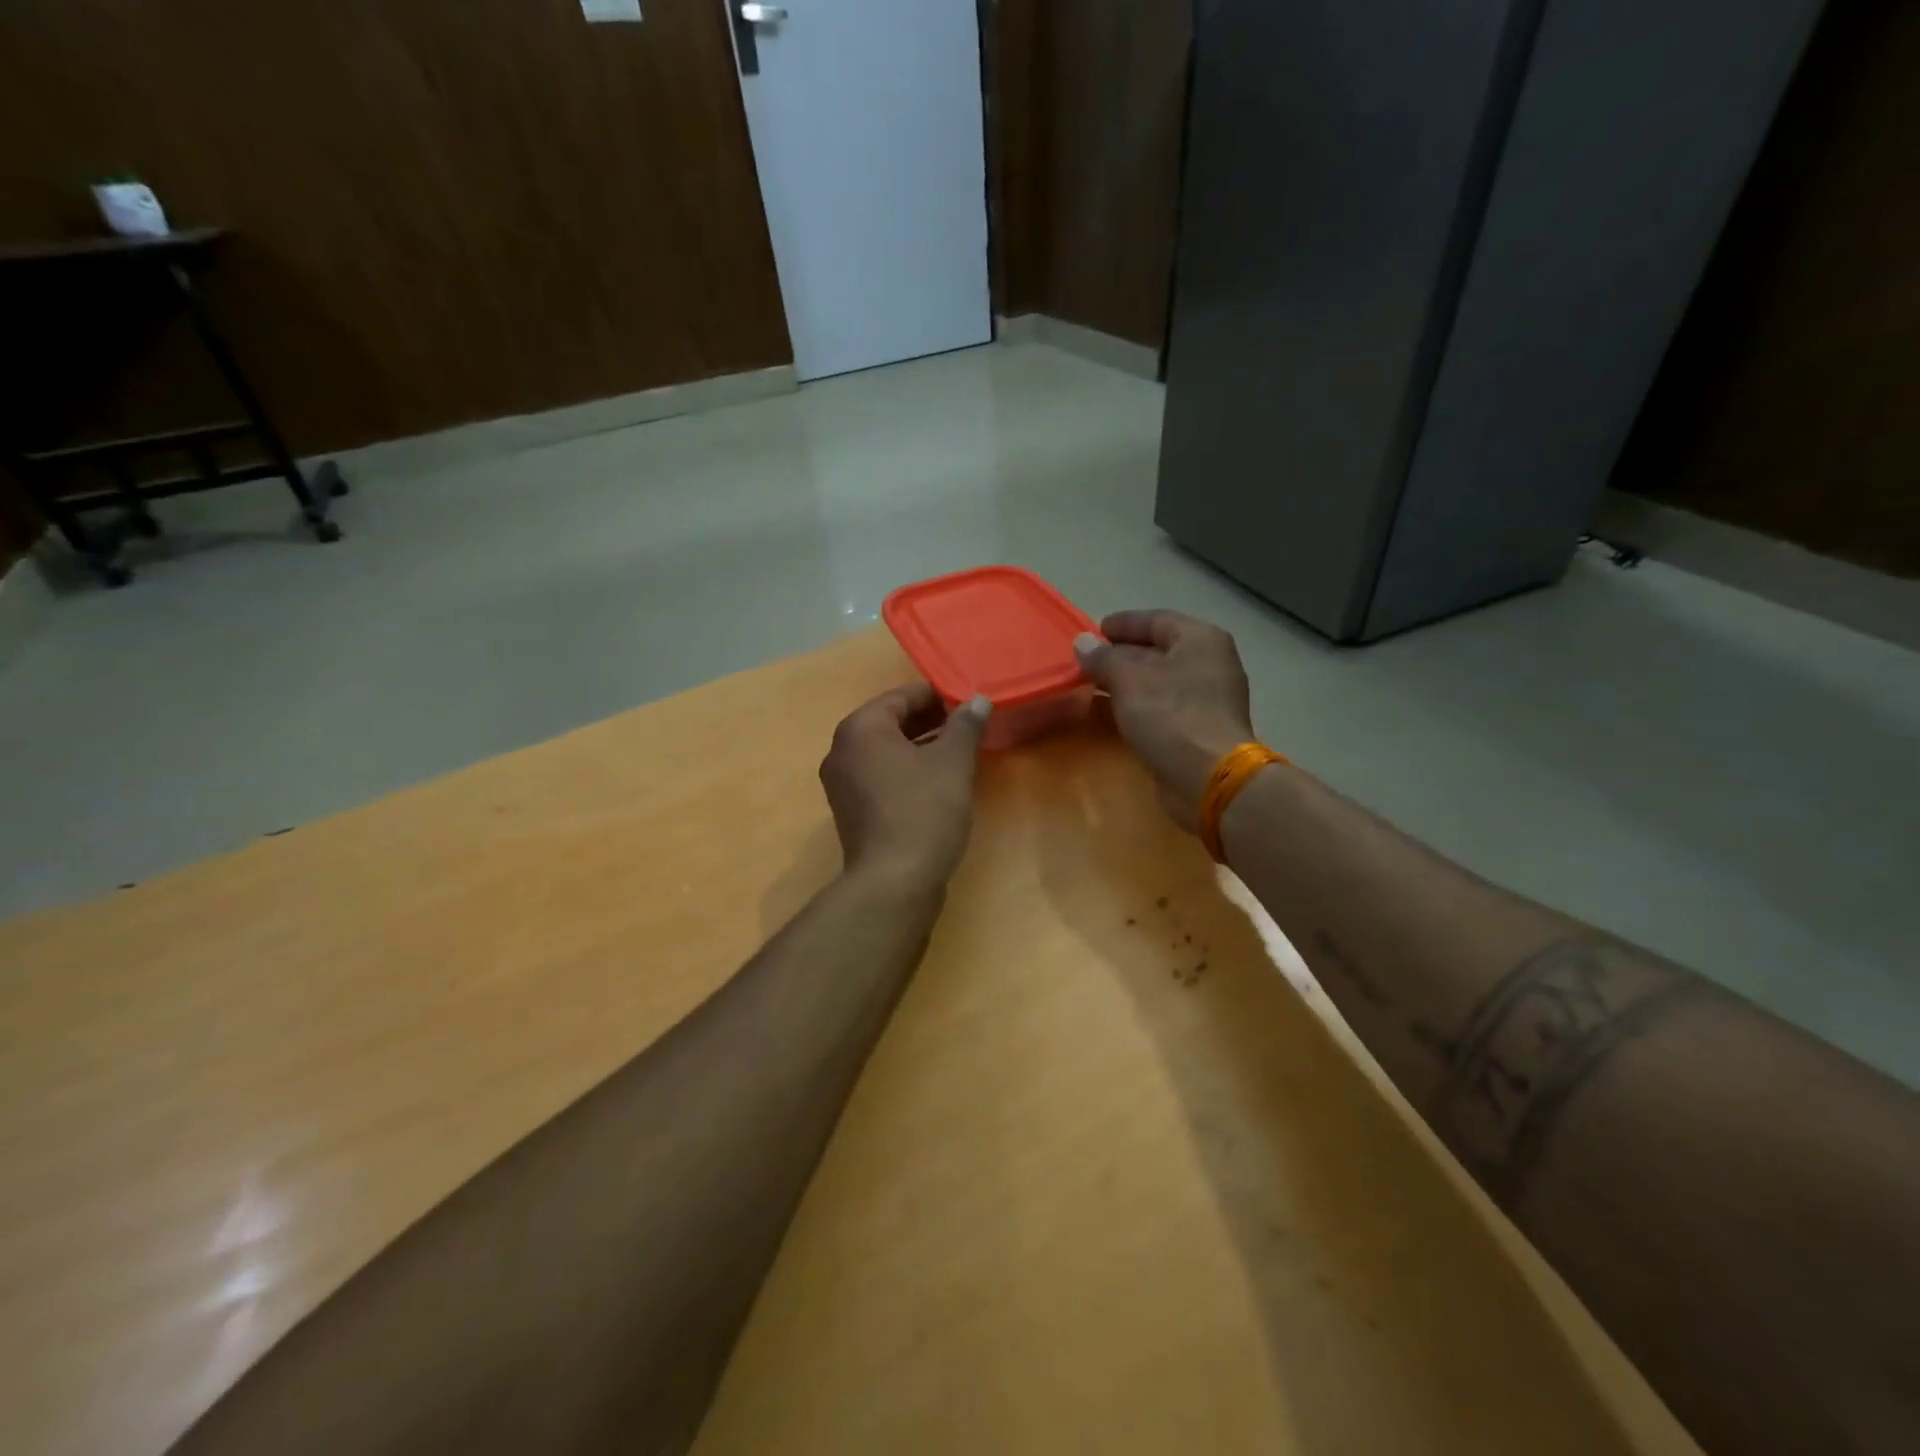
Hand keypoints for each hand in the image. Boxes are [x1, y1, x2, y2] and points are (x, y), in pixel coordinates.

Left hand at [819, 684, 991, 889]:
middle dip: (930, 721)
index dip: (938, 695)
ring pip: (887, 752)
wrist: (894, 882)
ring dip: (920, 747)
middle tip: (968, 726)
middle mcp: (842, 750)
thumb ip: (965, 725)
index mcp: (860, 729)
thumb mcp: (953, 762)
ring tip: (959, 752)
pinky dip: (907, 771)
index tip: (968, 702)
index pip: (901, 696)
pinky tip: (938, 782)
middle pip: (891, 722)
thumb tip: (977, 700)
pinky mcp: (852, 811)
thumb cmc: (924, 810)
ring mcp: (843, 784)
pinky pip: (882, 777)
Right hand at [1075, 610, 1254, 831]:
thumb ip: (1102, 658)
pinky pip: (1161, 707)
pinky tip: (1109, 714)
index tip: (1095, 630)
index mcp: (1200, 640)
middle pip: (1159, 650)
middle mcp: (1209, 664)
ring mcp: (1207, 699)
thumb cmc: (1170, 716)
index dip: (1124, 623)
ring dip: (1126, 683)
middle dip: (1121, 655)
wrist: (1209, 779)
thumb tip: (1082, 643)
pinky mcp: (1198, 729)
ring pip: (1159, 682)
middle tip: (1088, 660)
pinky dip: (1136, 706)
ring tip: (1091, 685)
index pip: (1157, 620)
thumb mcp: (1128, 680)